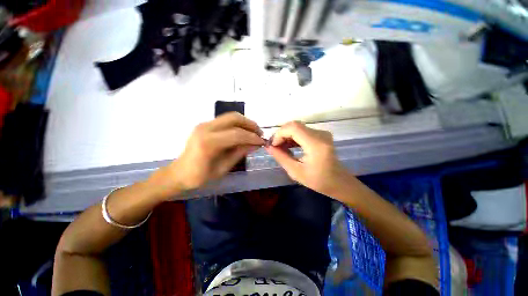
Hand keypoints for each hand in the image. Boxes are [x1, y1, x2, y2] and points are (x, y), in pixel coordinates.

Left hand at [155, 113, 264, 194]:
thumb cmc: (200, 177)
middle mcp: (205, 128)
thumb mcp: (223, 168)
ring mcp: (204, 124)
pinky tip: (243, 132)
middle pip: (234, 118)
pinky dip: (237, 124)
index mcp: (208, 143)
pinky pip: (225, 120)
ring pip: (230, 116)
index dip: (252, 137)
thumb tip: (256, 144)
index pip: (237, 134)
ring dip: (245, 123)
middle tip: (260, 133)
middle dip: (250, 124)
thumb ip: (240, 153)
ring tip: (254, 132)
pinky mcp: (205, 125)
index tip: (262, 141)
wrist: (179, 173)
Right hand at [265, 121, 350, 196]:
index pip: (293, 128)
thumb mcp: (296, 172)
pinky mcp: (321, 134)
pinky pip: (302, 131)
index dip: (279, 134)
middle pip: (294, 125)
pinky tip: (289, 146)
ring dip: (286, 135)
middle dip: (281, 134)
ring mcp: (322, 133)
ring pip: (297, 127)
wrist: (339, 182)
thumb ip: (281, 157)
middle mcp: (320, 134)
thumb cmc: (318, 181)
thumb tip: (269, 146)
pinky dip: (293, 137)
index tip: (273, 146)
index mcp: (316, 144)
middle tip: (275, 147)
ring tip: (280, 147)